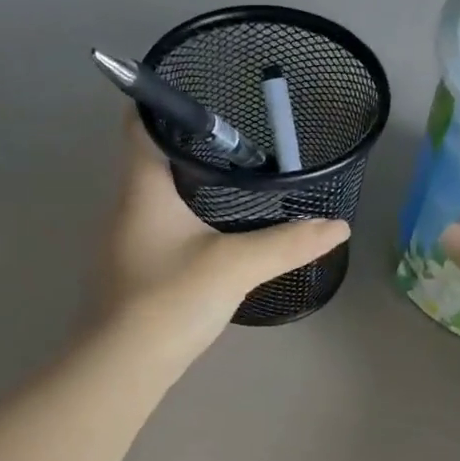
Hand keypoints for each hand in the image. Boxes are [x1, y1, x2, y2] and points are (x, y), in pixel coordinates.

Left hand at [94, 114, 348, 364]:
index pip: (139, 123)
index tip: (203, 93)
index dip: (163, 100)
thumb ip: (287, 244)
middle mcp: (125, 208)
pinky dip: (185, 219)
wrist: (122, 367)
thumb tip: (338, 226)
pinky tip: (213, 234)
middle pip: (149, 158)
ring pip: (155, 197)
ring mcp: (124, 242)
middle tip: (238, 140)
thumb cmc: (170, 300)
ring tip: (234, 181)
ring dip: (187, 184)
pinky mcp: (131, 273)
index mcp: (142, 189)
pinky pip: (159, 229)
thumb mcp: (235, 266)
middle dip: (189, 144)